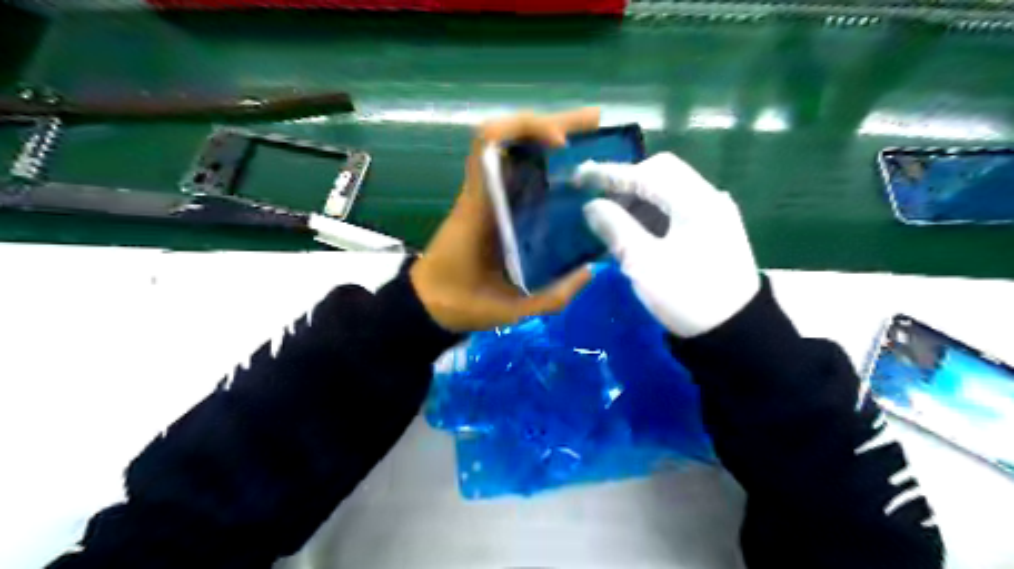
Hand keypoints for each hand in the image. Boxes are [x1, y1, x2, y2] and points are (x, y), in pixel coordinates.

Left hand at [411, 108, 595, 332]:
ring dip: (549, 137)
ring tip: (590, 138)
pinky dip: (542, 162)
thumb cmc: (461, 303)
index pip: (488, 145)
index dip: (525, 129)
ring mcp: (486, 197)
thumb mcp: (509, 309)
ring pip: (513, 151)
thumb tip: (588, 271)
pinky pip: (515, 172)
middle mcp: (482, 193)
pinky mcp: (490, 206)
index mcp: (479, 208)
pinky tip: (569, 169)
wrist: (428, 305)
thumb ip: (551, 296)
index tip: (561, 144)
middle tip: (595, 122)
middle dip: (553, 122)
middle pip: (508, 137)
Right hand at [573, 152, 754, 337]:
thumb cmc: (687, 297)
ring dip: (637, 198)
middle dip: (625, 182)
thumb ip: (615, 228)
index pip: (647, 173)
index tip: (579, 176)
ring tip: (609, 215)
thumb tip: (591, 206)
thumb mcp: (644, 263)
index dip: (610, 173)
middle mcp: (708, 198)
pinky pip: (675, 209)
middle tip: (596, 197)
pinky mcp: (712, 231)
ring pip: (669, 191)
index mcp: (696, 202)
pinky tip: (633, 228)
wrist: (735, 333)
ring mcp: (713, 214)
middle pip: (661, 174)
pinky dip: (651, 213)